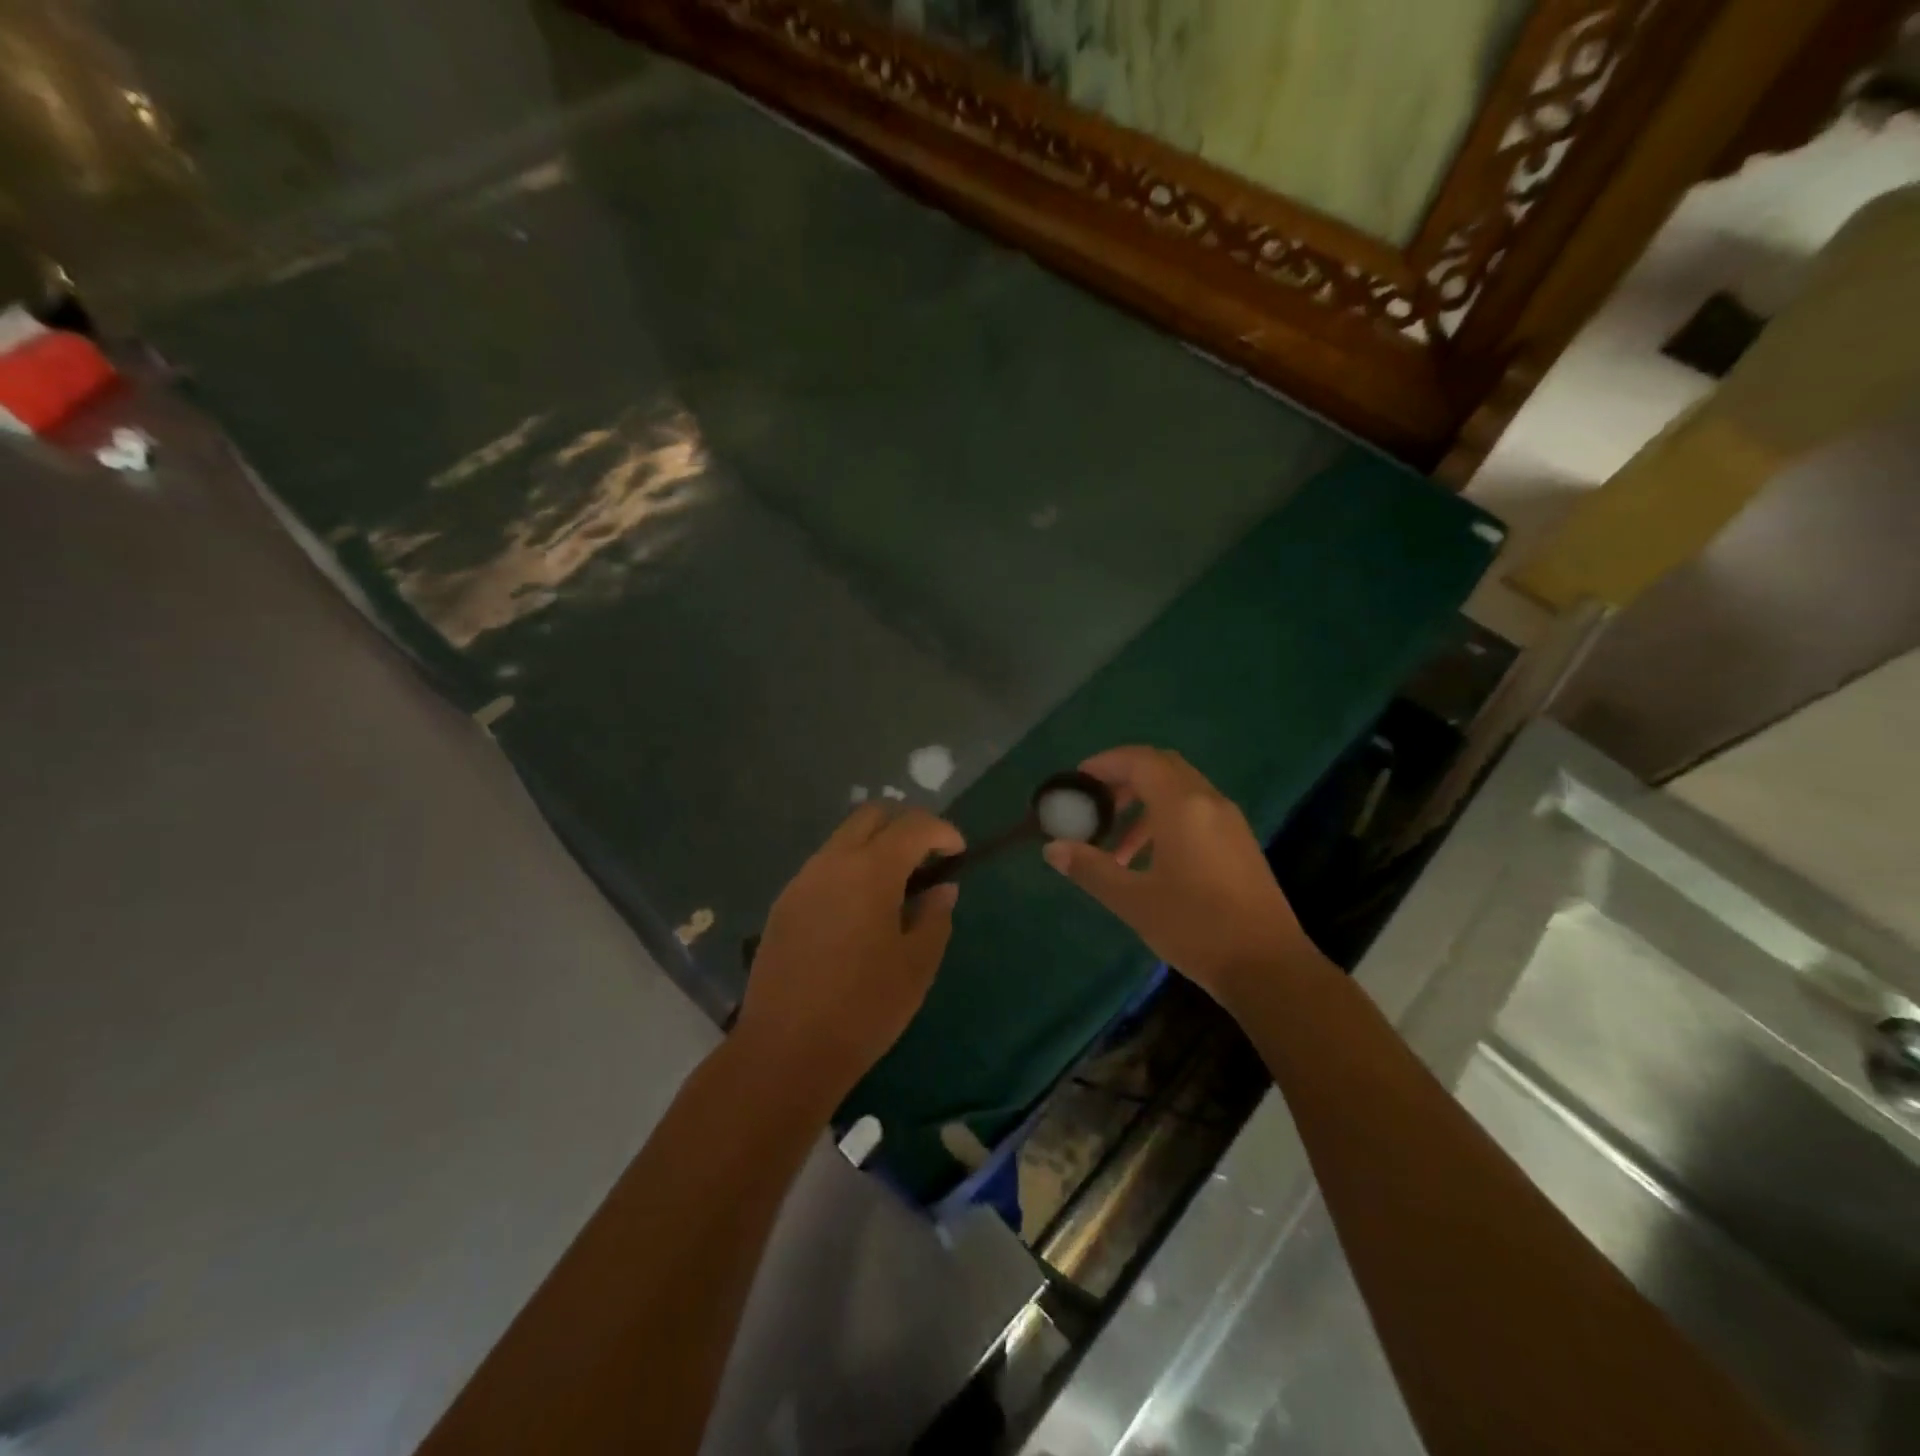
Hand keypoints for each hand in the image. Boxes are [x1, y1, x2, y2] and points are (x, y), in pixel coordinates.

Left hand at [736, 804, 963, 1099]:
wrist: (785, 1050)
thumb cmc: (864, 1008)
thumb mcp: (917, 965)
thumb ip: (935, 917)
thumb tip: (941, 889)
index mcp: (871, 871)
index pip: (913, 826)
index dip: (942, 831)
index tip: (958, 852)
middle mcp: (832, 862)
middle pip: (871, 815)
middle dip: (905, 824)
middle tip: (927, 856)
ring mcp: (802, 880)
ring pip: (843, 839)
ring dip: (874, 846)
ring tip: (896, 886)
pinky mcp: (783, 904)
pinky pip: (823, 867)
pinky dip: (849, 869)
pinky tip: (859, 909)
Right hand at [1043, 746, 1326, 1004]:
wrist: (1269, 967)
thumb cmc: (1196, 927)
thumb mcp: (1133, 900)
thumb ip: (1091, 868)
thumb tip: (1053, 849)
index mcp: (1182, 806)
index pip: (1140, 761)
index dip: (1106, 763)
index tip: (1079, 780)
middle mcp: (1209, 802)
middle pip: (1162, 767)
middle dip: (1124, 778)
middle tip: (1095, 804)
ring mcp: (1230, 822)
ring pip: (1180, 791)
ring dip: (1144, 804)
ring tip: (1115, 846)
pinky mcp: (1240, 843)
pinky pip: (1196, 812)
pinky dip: (1166, 820)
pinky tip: (1150, 861)